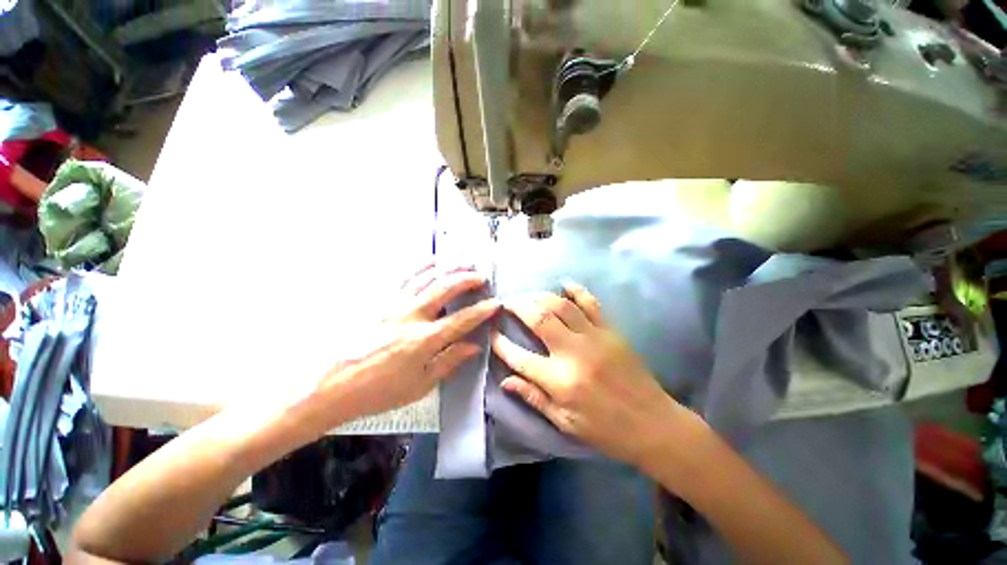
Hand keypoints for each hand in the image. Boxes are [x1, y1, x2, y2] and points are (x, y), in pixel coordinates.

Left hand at [311, 264, 498, 423]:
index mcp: (423, 340)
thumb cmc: (377, 391)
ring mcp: (393, 304)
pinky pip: (404, 277)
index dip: (482, 311)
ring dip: (448, 268)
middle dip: (467, 280)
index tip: (496, 303)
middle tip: (481, 276)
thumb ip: (448, 362)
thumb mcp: (418, 386)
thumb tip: (473, 346)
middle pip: (445, 289)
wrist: (328, 385)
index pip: (462, 320)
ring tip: (464, 263)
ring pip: (426, 277)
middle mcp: (411, 316)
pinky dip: (421, 267)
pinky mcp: (379, 300)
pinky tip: (431, 261)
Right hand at [492, 282, 683, 467]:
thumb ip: (533, 397)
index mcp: (560, 381)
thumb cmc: (604, 429)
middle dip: (518, 307)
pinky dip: (576, 290)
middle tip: (507, 303)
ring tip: (528, 296)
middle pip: (539, 319)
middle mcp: (573, 353)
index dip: (501, 344)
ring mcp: (594, 337)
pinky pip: (591, 303)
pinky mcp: (610, 330)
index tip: (492, 333)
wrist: (652, 423)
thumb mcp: (564, 422)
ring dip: (540, 296)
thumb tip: (505, 380)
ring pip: (561, 305)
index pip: (519, 357)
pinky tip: (563, 283)